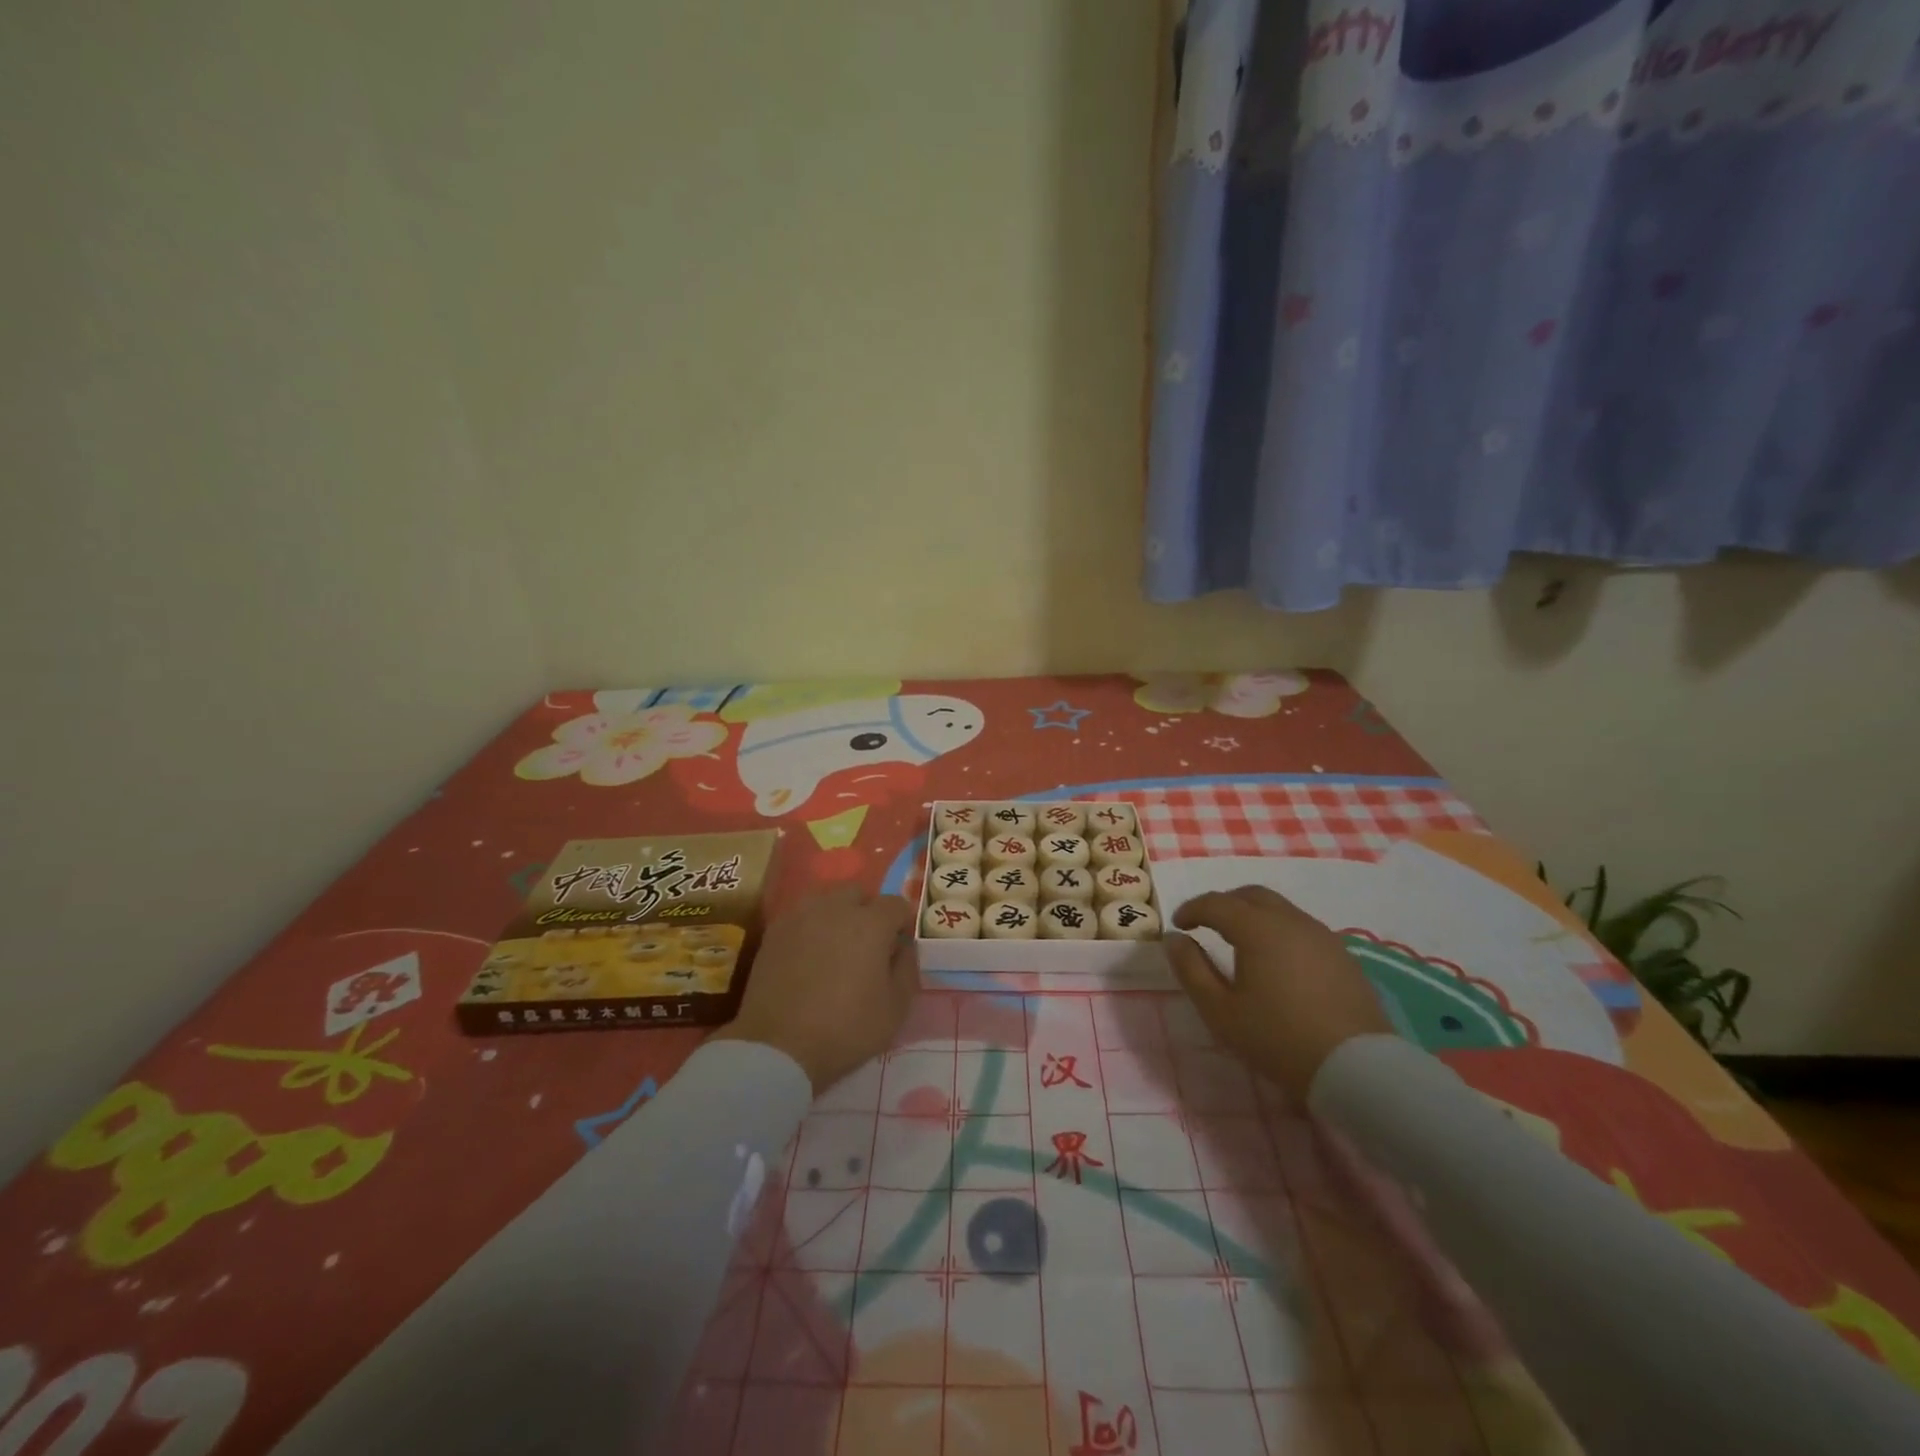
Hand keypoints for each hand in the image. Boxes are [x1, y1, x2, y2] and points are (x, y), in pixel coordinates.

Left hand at [710, 887, 918, 1095]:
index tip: (896, 949)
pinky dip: (810, 928)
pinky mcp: (774, 931)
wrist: (778, 1046)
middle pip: (858, 894)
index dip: (901, 924)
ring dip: (837, 915)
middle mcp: (836, 908)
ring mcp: (801, 916)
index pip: (896, 904)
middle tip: (865, 947)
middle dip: (867, 912)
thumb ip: (906, 968)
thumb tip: (902, 948)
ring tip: (835, 948)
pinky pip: (801, 916)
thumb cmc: (846, 1029)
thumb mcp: (896, 1008)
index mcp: (871, 923)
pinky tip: (808, 956)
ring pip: (826, 900)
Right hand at [1167, 886, 1390, 1100]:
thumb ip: (1191, 969)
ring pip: (1280, 909)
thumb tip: (1174, 939)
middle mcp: (1291, 921)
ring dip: (1254, 916)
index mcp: (1257, 928)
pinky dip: (1280, 931)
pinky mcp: (1343, 956)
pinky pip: (1302, 928)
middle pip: (1251, 895)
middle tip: (1208, 925)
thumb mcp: (1220, 1011)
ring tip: (1241, 943)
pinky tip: (1277, 961)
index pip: (1216, 903)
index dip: (1192, 909)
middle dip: (1225, 903)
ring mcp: (1322, 936)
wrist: (1357, 1069)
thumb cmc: (1278, 1039)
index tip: (1179, 925)